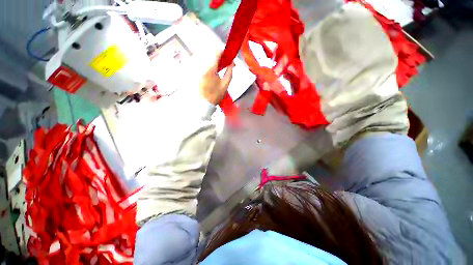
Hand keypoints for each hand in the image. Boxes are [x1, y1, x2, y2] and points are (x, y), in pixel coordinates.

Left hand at [199, 54, 234, 104]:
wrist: (205, 103)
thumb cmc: (216, 95)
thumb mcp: (225, 84)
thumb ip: (229, 72)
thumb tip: (232, 63)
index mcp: (210, 69)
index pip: (216, 53)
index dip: (223, 51)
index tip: (229, 55)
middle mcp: (203, 67)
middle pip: (212, 55)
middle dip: (221, 57)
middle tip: (227, 63)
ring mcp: (200, 70)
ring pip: (209, 60)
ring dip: (216, 61)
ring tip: (223, 67)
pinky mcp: (199, 73)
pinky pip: (206, 65)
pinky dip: (212, 65)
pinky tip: (217, 71)